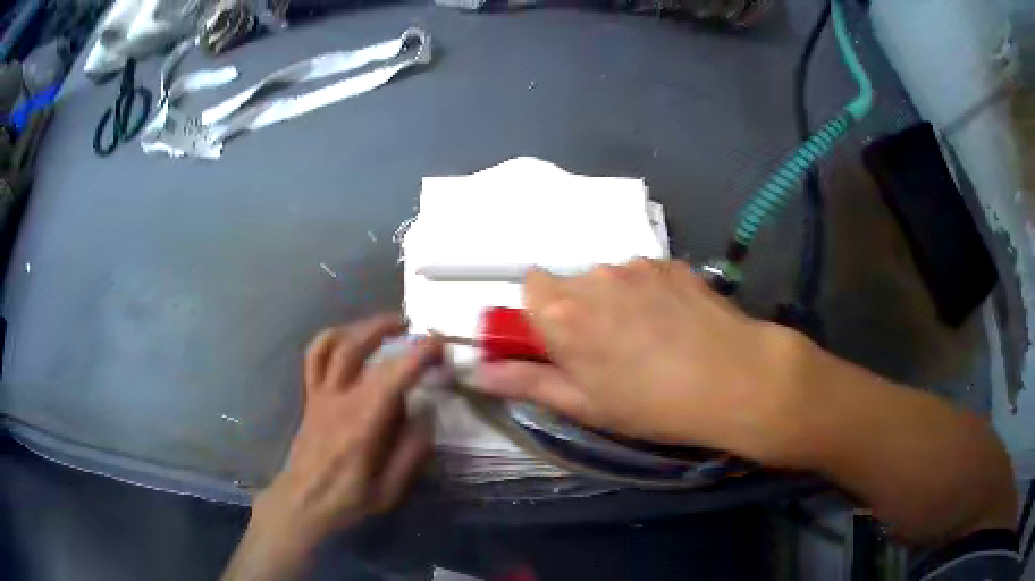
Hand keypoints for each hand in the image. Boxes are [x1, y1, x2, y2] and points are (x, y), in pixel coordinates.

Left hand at [223, 316, 440, 580]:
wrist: (304, 499)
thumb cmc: (349, 498)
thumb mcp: (391, 489)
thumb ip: (412, 451)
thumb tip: (426, 412)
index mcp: (362, 425)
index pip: (392, 377)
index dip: (418, 355)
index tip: (440, 343)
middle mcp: (339, 400)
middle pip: (361, 350)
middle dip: (392, 331)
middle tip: (419, 329)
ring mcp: (320, 394)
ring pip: (336, 345)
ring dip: (364, 327)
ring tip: (390, 323)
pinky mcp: (311, 395)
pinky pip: (314, 357)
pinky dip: (330, 338)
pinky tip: (348, 335)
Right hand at [473, 259, 809, 464]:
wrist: (735, 379)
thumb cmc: (652, 404)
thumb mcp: (584, 404)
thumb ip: (526, 381)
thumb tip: (478, 371)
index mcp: (563, 311)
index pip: (527, 286)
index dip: (539, 315)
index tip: (559, 344)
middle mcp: (595, 275)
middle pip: (569, 282)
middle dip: (577, 311)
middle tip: (608, 350)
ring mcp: (638, 265)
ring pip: (608, 278)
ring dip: (615, 302)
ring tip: (648, 340)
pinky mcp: (672, 263)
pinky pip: (644, 274)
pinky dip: (647, 294)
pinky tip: (674, 325)